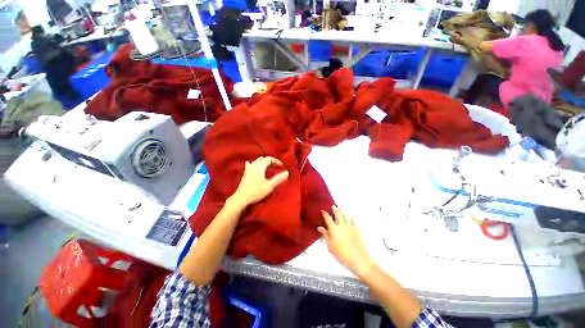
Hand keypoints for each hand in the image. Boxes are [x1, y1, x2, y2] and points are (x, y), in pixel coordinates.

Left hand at [231, 156, 288, 206]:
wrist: (241, 198)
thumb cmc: (256, 192)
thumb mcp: (269, 186)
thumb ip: (278, 179)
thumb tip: (287, 173)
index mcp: (260, 167)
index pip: (269, 159)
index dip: (276, 161)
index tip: (281, 166)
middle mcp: (253, 166)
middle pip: (263, 159)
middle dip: (270, 161)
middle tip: (276, 166)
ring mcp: (248, 169)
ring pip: (256, 161)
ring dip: (263, 162)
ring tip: (268, 167)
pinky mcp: (245, 173)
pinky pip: (251, 165)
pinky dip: (255, 164)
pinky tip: (253, 165)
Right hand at [318, 206, 375, 278]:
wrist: (358, 260)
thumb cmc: (342, 254)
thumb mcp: (330, 246)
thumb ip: (325, 235)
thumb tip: (320, 228)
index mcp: (334, 229)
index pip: (328, 218)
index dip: (325, 214)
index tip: (323, 211)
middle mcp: (342, 225)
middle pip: (338, 214)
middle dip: (335, 209)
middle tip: (333, 206)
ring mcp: (350, 227)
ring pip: (346, 216)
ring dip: (342, 212)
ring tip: (340, 210)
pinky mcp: (357, 230)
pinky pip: (353, 221)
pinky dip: (350, 218)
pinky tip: (350, 218)